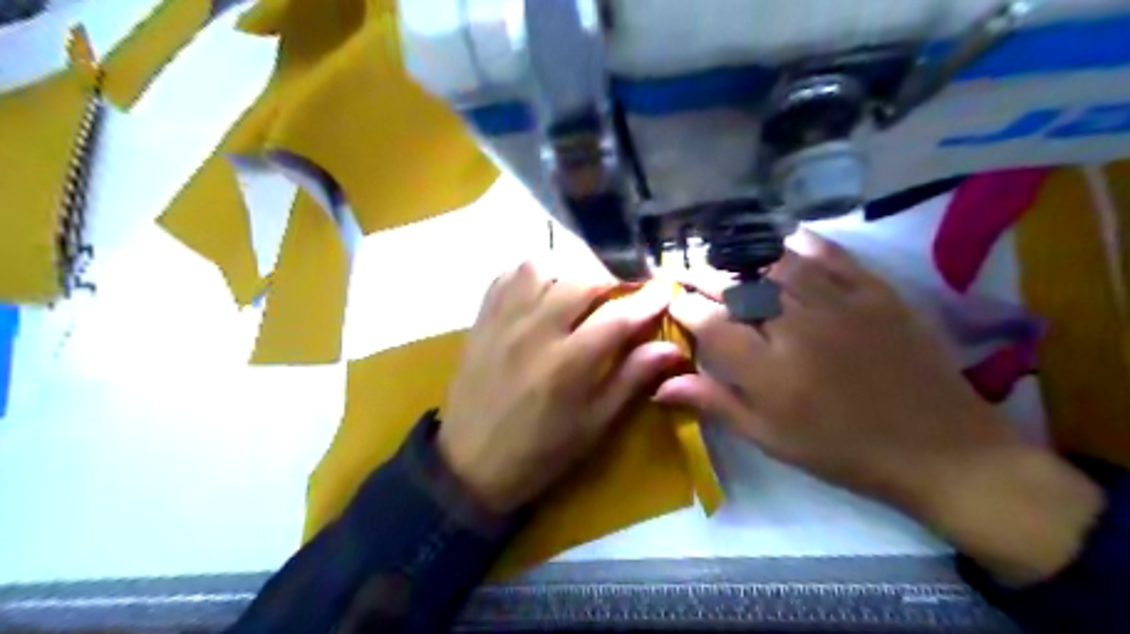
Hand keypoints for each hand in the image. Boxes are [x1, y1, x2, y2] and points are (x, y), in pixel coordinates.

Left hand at [437, 262, 683, 514]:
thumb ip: (630, 379)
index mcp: (566, 364)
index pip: (617, 316)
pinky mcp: (482, 319)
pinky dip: (532, 274)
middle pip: (581, 280)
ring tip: (578, 293)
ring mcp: (503, 320)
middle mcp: (534, 331)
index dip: (647, 300)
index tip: (664, 292)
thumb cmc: (539, 451)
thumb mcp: (593, 424)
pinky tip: (543, 290)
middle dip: (611, 282)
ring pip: (541, 266)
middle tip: (619, 298)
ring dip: (569, 272)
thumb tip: (670, 348)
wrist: (469, 463)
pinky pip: (508, 276)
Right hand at [664, 231, 1105, 583]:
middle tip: (687, 271)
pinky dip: (801, 244)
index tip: (672, 301)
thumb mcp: (771, 437)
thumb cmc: (842, 450)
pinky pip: (830, 255)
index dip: (683, 307)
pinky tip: (783, 240)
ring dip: (743, 255)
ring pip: (776, 263)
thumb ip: (715, 403)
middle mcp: (795, 326)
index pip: (709, 323)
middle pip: (737, 286)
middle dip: (703, 276)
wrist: (939, 448)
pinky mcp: (875, 291)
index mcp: (767, 370)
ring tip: (724, 254)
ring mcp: (838, 303)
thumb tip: (661, 384)